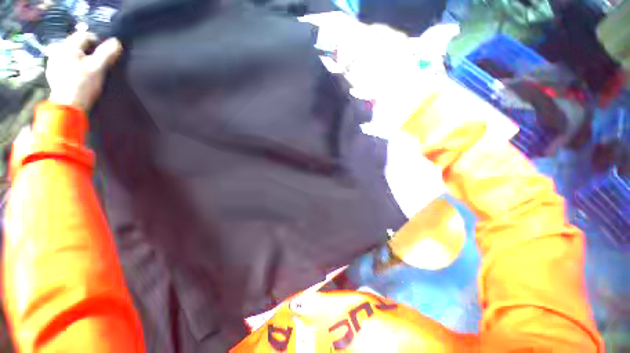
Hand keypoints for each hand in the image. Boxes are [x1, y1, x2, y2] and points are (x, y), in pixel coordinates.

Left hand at [46, 31, 122, 111]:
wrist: (67, 105)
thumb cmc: (83, 84)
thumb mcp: (98, 67)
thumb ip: (107, 53)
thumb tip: (117, 41)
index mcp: (68, 45)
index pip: (86, 35)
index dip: (98, 42)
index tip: (105, 54)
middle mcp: (58, 49)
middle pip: (77, 44)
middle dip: (88, 50)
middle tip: (97, 62)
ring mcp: (53, 61)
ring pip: (70, 53)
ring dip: (79, 57)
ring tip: (87, 68)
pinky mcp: (52, 72)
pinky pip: (64, 62)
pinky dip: (72, 64)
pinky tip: (77, 74)